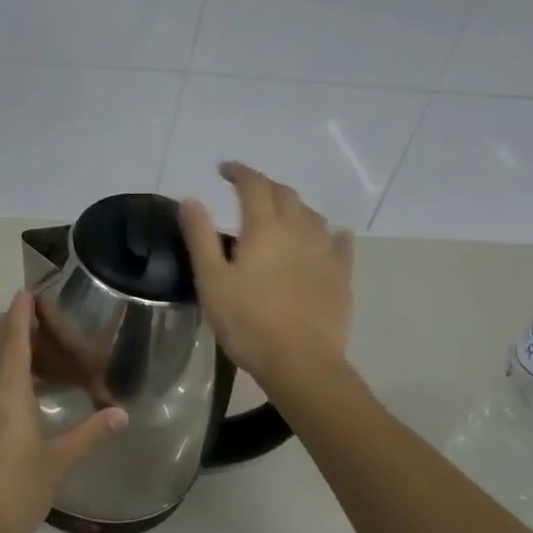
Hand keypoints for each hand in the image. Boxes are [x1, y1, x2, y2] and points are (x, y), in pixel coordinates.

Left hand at [0, 293, 128, 532]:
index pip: (13, 343)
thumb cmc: (17, 490)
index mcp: (7, 395)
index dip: (18, 316)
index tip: (22, 293)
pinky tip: (4, 394)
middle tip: (22, 312)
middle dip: (6, 327)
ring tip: (18, 348)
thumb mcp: (58, 462)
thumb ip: (89, 433)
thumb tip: (121, 414)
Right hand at [180, 162, 353, 386]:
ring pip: (312, 215)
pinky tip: (331, 235)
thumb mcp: (211, 280)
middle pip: (285, 194)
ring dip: (294, 206)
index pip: (253, 185)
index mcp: (265, 228)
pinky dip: (331, 233)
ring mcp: (325, 253)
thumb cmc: (248, 322)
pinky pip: (340, 243)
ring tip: (281, 213)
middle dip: (265, 185)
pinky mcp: (342, 277)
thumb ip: (201, 237)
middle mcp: (299, 230)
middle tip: (248, 190)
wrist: (301, 363)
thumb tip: (191, 200)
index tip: (224, 169)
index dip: (239, 172)